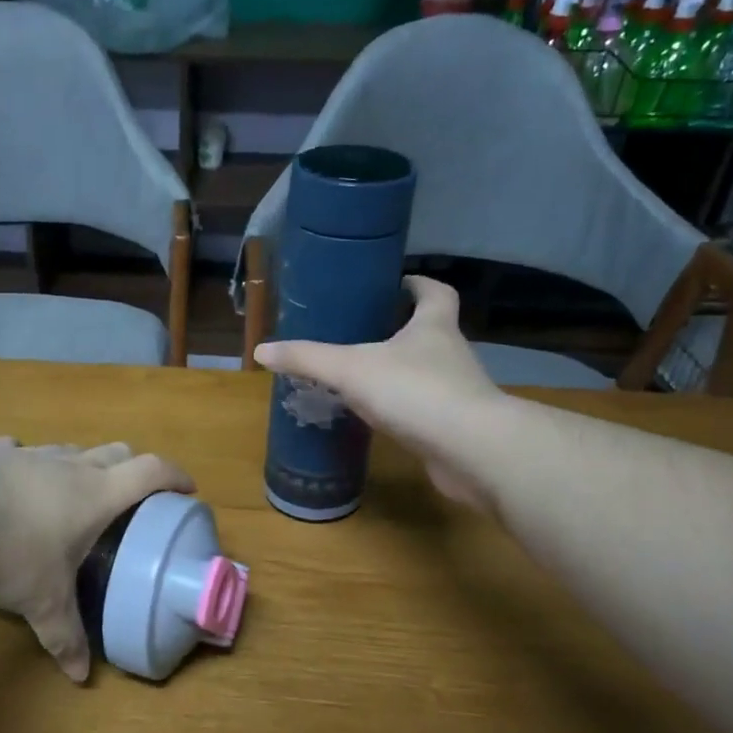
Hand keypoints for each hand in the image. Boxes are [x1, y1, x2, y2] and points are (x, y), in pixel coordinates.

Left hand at [0, 439, 193, 682]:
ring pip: (67, 450)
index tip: (188, 489)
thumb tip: (79, 678)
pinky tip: (10, 483)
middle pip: (115, 452)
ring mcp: (26, 453)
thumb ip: (65, 637)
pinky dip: (24, 465)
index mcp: (95, 494)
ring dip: (79, 466)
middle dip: (132, 469)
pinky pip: (16, 451)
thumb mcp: (42, 602)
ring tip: (72, 494)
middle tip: (132, 497)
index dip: (175, 476)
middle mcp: (67, 466)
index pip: (150, 472)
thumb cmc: (7, 553)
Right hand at [254, 276, 503, 508]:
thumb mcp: (350, 369)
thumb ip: (307, 358)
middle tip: (364, 332)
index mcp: (434, 326)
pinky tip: (379, 417)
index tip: (398, 283)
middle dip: (402, 329)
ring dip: (401, 371)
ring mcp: (457, 392)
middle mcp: (451, 353)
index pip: (435, 293)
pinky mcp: (454, 426)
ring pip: (427, 372)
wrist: (470, 450)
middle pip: (431, 331)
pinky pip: (425, 409)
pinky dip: (404, 408)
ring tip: (363, 375)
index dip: (418, 284)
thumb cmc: (414, 392)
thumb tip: (262, 350)